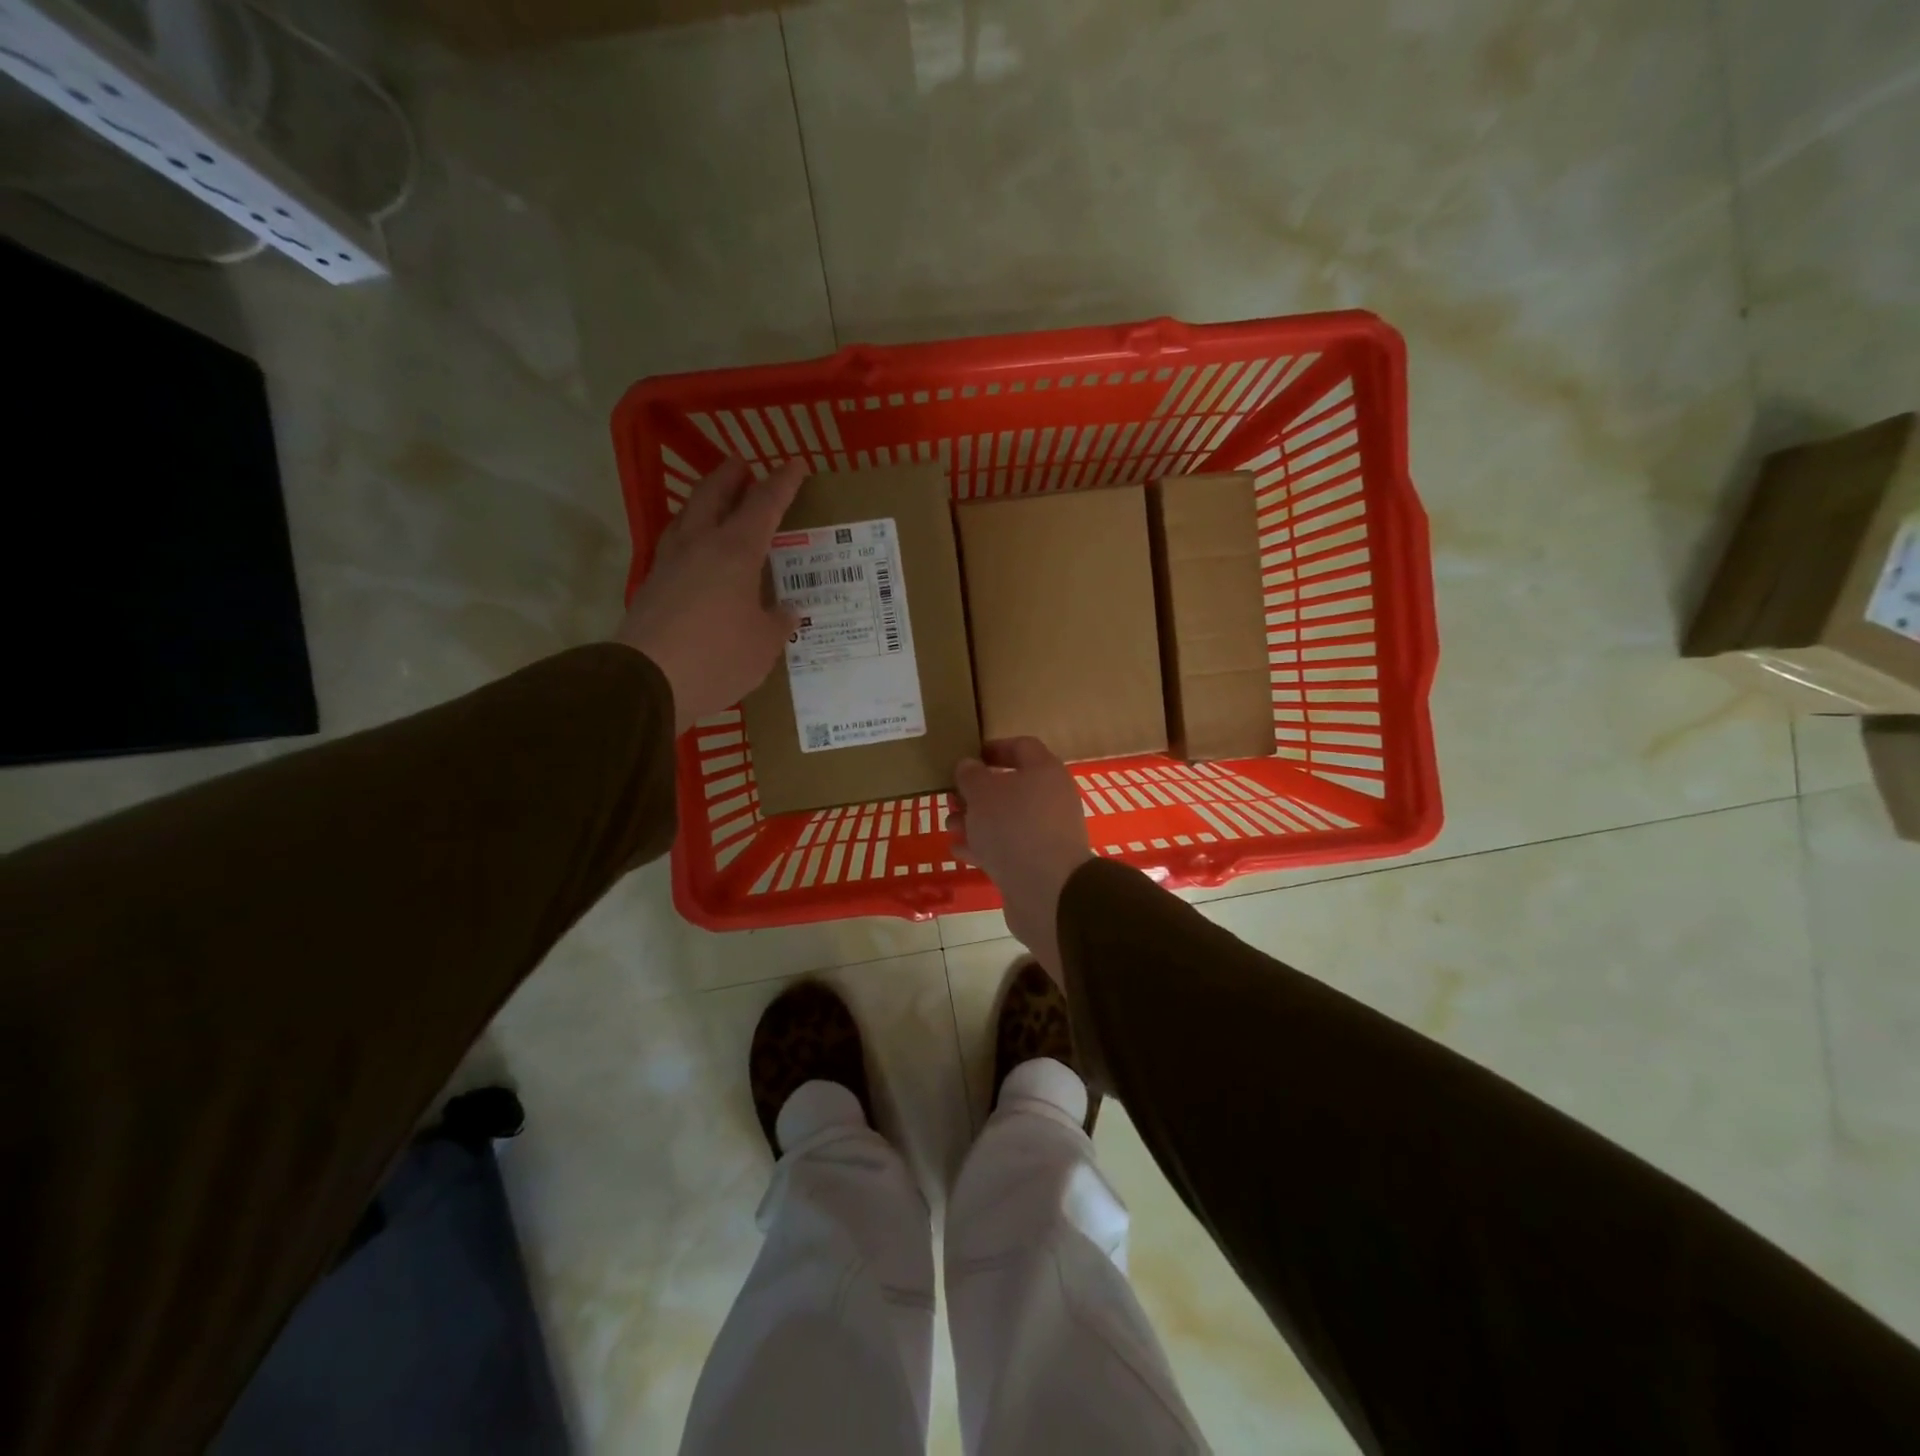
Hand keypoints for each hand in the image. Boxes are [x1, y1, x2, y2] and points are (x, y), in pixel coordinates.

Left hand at [614, 458, 802, 732]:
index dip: (782, 483)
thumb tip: (787, 610)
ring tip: (716, 501)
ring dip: (704, 500)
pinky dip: (688, 534)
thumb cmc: (718, 656)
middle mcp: (700, 545)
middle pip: (714, 496)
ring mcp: (669, 563)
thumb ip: (778, 623)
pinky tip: (694, 549)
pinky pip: (674, 544)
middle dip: (731, 477)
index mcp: (735, 552)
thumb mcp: (764, 645)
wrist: (647, 680)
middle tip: (743, 466)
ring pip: (687, 516)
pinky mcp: (651, 585)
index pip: (764, 505)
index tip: (795, 464)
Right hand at [948, 738, 1093, 973]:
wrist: (1046, 890)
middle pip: (1012, 787)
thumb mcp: (983, 793)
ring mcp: (1046, 833)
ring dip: (977, 821)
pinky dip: (984, 846)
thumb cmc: (1013, 827)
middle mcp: (1051, 798)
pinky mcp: (1038, 863)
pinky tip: (959, 851)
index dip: (994, 748)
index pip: (1021, 747)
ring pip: (1007, 819)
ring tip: (950, 826)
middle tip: (952, 797)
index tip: (968, 756)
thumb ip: (971, 775)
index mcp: (1045, 771)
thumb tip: (969, 766)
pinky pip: (1008, 847)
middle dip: (978, 792)